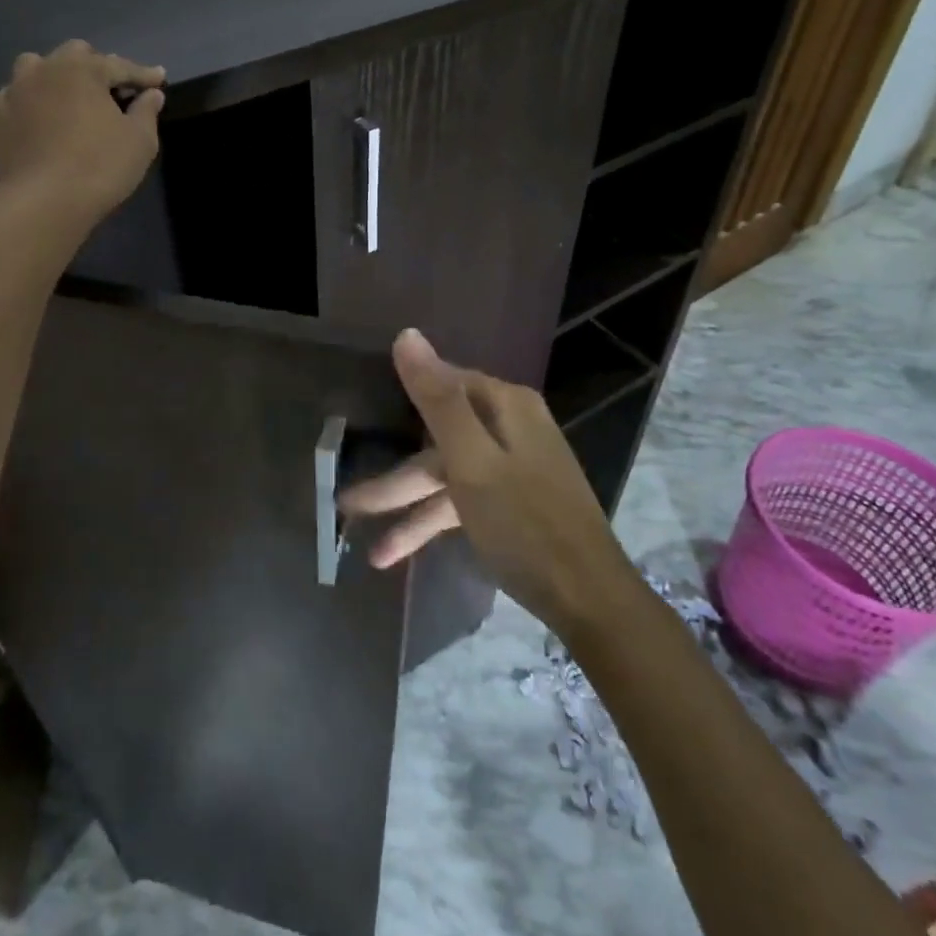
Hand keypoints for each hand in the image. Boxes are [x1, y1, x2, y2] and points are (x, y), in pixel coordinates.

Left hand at [0, 40, 164, 229]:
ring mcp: (15, 91)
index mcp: (82, 69)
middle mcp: (45, 70)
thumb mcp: (140, 140)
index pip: (120, 65)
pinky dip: (34, 102)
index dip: (143, 74)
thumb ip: (147, 111)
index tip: (159, 79)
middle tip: (114, 89)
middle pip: (75, 55)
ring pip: (37, 68)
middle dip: (97, 66)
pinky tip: (43, 119)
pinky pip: (17, 97)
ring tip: (71, 97)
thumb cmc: (101, 165)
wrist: (44, 201)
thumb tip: (152, 94)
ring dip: (58, 76)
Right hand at [339, 330, 634, 634]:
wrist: (588, 599)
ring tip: (367, 546)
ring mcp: (514, 469)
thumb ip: (437, 400)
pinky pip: (462, 503)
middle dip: (395, 477)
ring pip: (447, 478)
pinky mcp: (513, 505)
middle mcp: (511, 429)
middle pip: (439, 440)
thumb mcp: (471, 461)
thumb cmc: (525, 524)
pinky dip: (431, 524)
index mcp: (506, 407)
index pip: (444, 384)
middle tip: (347, 503)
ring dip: (407, 509)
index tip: (363, 410)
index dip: (403, 396)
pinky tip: (396, 551)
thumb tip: (407, 335)